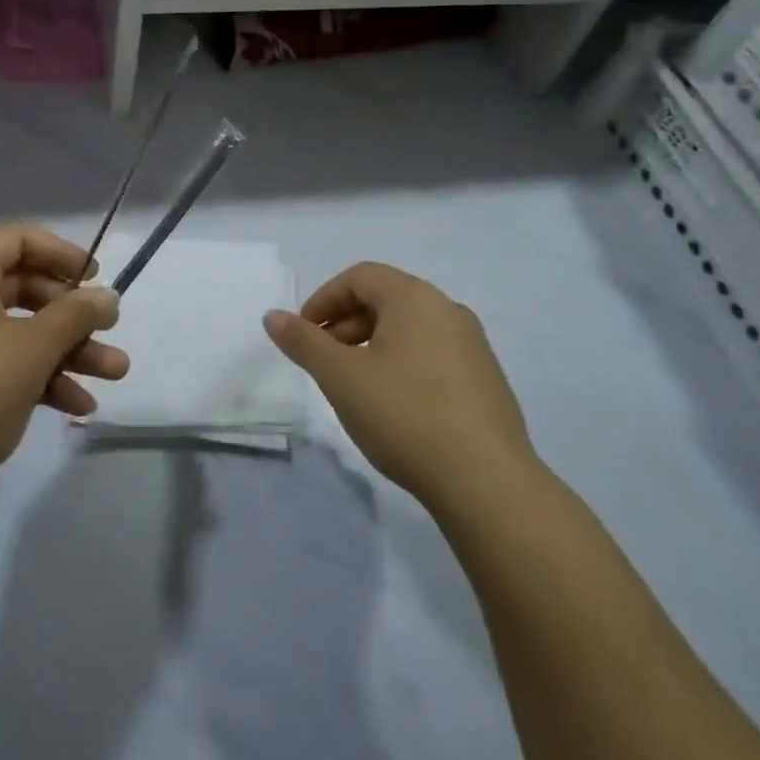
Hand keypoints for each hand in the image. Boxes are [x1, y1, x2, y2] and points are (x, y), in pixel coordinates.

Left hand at [0, 224, 125, 520]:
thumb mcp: (32, 350)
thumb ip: (75, 315)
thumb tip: (107, 296)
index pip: (16, 238)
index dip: (61, 252)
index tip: (95, 278)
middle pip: (21, 286)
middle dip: (72, 314)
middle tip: (110, 331)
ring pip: (15, 330)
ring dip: (65, 350)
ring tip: (114, 375)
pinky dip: (34, 375)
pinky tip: (75, 405)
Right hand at [262, 262, 537, 511]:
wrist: (487, 483)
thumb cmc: (405, 416)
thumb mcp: (341, 377)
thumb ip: (304, 342)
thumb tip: (272, 316)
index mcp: (415, 299)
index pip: (359, 277)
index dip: (323, 299)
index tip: (303, 335)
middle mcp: (448, 310)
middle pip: (385, 298)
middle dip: (345, 323)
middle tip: (323, 361)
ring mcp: (473, 345)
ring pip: (409, 328)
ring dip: (371, 344)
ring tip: (354, 385)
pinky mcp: (486, 379)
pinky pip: (432, 353)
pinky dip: (401, 363)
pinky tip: (394, 405)